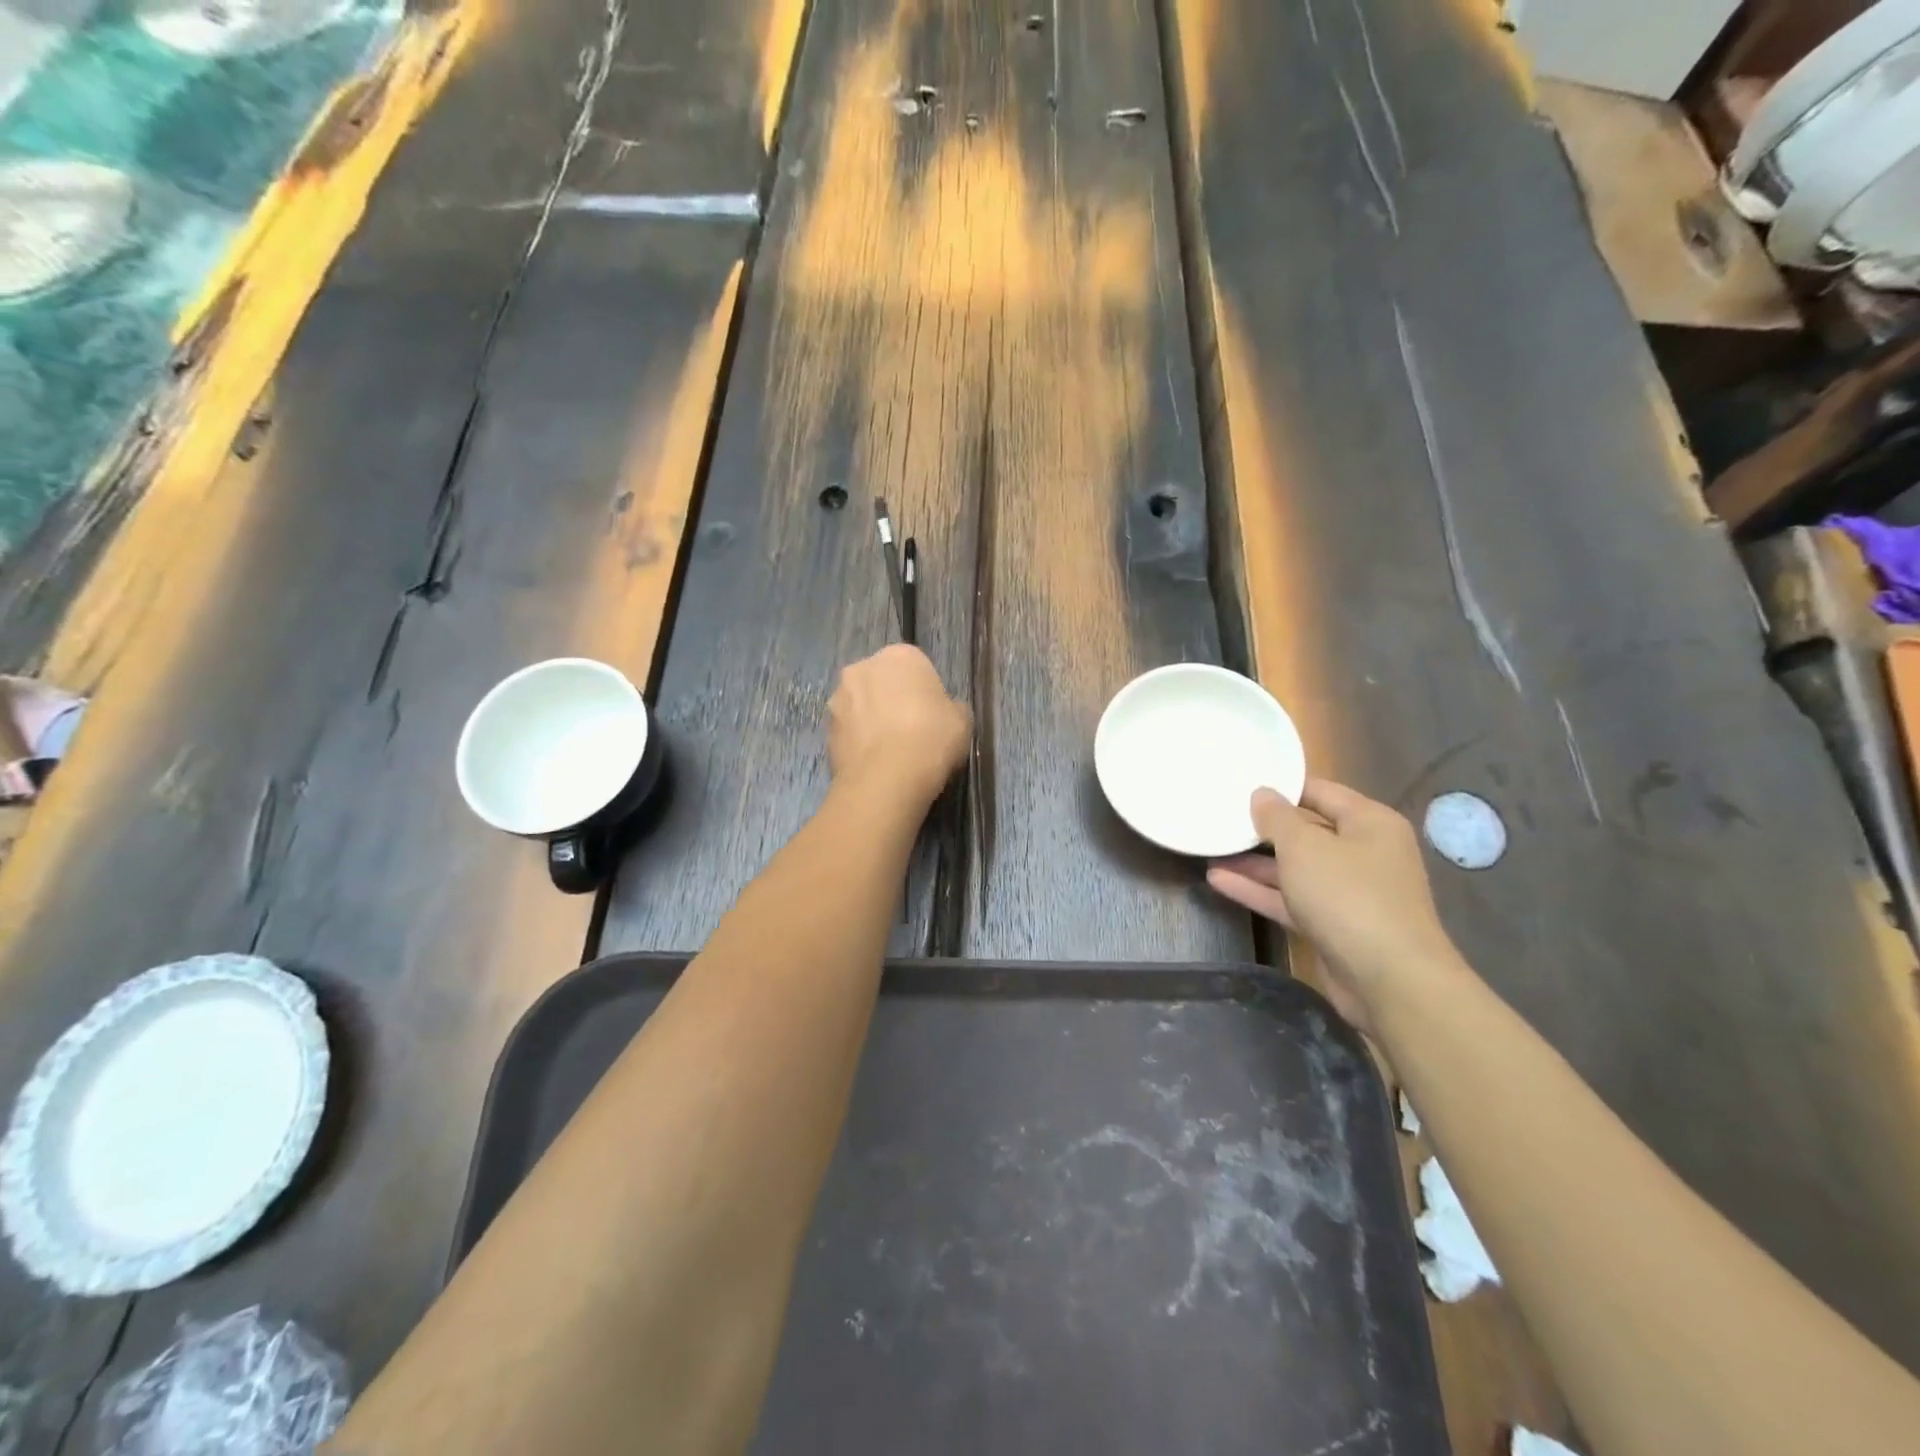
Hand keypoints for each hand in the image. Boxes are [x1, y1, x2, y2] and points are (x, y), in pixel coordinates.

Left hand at [826, 645, 970, 804]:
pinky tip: (875, 764)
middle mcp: (862, 667)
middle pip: (882, 681)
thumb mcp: (962, 720)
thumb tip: (943, 711)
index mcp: (899, 655)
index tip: (934, 716)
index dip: (926, 692)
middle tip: (912, 731)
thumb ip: (951, 707)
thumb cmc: (931, 738)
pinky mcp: (825, 730)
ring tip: (891, 752)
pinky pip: (849, 731)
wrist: (886, 779)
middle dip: (893, 700)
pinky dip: (860, 742)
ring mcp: (838, 698)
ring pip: (861, 705)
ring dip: (872, 720)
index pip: (916, 666)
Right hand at [1207, 779, 1463, 1030]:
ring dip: (1253, 862)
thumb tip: (1262, 794)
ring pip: (1293, 868)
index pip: (1320, 791)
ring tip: (1210, 850)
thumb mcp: (1305, 846)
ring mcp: (1347, 892)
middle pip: (1306, 831)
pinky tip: (1218, 881)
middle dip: (1263, 827)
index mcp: (1369, 823)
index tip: (1240, 782)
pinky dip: (1258, 890)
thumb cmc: (1348, 896)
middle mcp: (1362, 853)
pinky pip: (1289, 899)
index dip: (1281, 787)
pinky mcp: (1331, 925)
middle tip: (1220, 816)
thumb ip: (1277, 818)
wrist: (1389, 980)